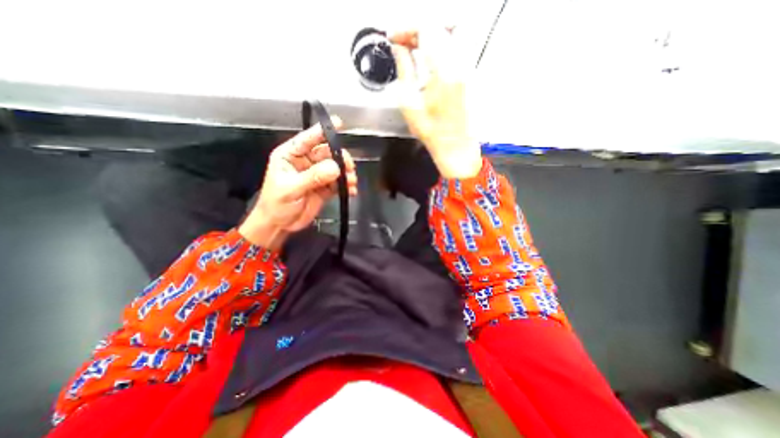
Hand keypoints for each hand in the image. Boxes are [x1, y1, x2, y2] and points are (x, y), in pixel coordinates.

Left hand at [240, 116, 356, 248]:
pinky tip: (351, 191)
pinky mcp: (326, 187)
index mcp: (291, 156)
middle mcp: (306, 162)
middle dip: (340, 158)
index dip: (322, 131)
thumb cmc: (277, 204)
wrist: (280, 225)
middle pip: (327, 153)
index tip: (339, 123)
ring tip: (351, 182)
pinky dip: (347, 186)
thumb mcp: (291, 189)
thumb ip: (313, 177)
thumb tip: (335, 168)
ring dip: (346, 173)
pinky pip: (339, 182)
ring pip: (336, 167)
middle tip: (349, 168)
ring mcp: (317, 175)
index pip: (307, 139)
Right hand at [390, 27, 482, 177]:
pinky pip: (456, 45)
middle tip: (403, 41)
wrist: (454, 145)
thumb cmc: (431, 132)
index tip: (393, 38)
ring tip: (414, 46)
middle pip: (439, 24)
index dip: (405, 29)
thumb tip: (398, 49)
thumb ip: (404, 70)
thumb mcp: (409, 104)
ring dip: (430, 33)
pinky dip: (440, 42)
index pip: (425, 29)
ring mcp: (466, 67)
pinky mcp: (468, 73)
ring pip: (450, 31)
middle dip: (416, 29)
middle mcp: (458, 63)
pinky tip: (428, 56)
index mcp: (441, 71)